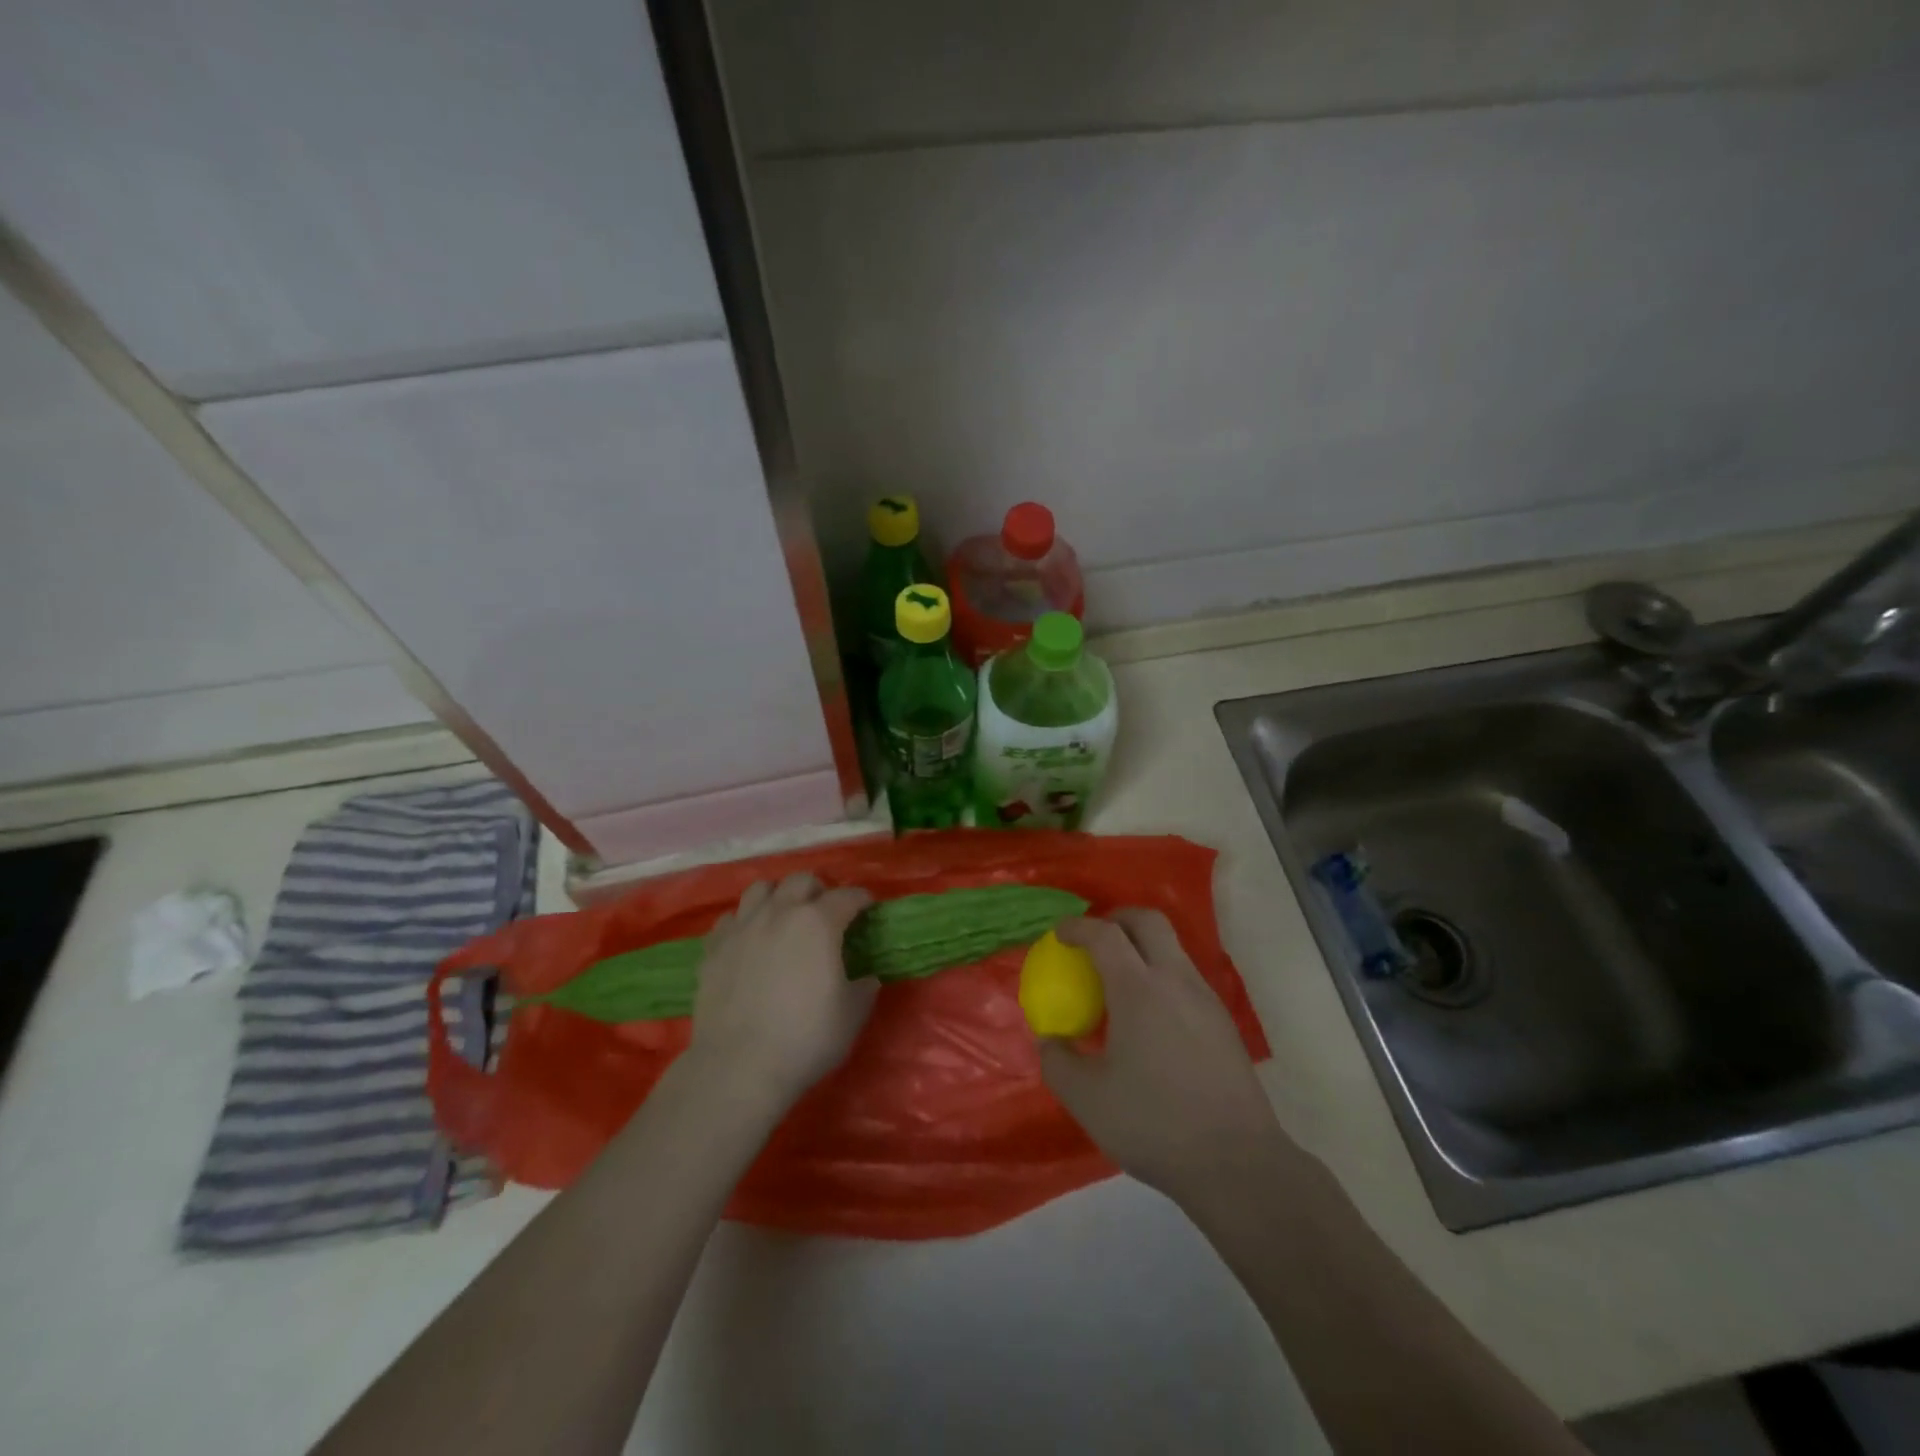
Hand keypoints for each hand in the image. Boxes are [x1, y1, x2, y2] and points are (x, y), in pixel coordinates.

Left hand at [686, 873, 876, 1112]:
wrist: (738, 1067)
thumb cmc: (805, 1038)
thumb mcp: (852, 1015)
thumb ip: (864, 988)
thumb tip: (866, 978)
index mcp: (818, 923)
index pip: (847, 896)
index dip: (862, 899)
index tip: (868, 908)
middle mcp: (779, 913)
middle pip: (801, 881)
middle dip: (819, 890)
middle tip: (826, 912)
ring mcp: (742, 927)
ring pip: (761, 889)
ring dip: (778, 897)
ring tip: (784, 917)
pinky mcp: (713, 948)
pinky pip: (730, 919)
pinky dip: (744, 923)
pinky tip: (750, 942)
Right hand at [1039, 909, 1283, 1204]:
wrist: (1237, 1163)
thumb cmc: (1155, 1123)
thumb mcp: (1087, 1099)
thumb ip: (1058, 1062)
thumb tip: (1050, 1039)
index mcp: (1139, 989)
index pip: (1105, 935)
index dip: (1078, 926)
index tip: (1059, 934)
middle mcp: (1176, 980)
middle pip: (1148, 921)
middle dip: (1116, 918)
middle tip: (1094, 938)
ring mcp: (1205, 999)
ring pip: (1172, 948)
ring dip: (1142, 946)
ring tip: (1118, 979)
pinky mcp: (1223, 1023)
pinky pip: (1185, 977)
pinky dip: (1160, 975)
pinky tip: (1148, 1017)